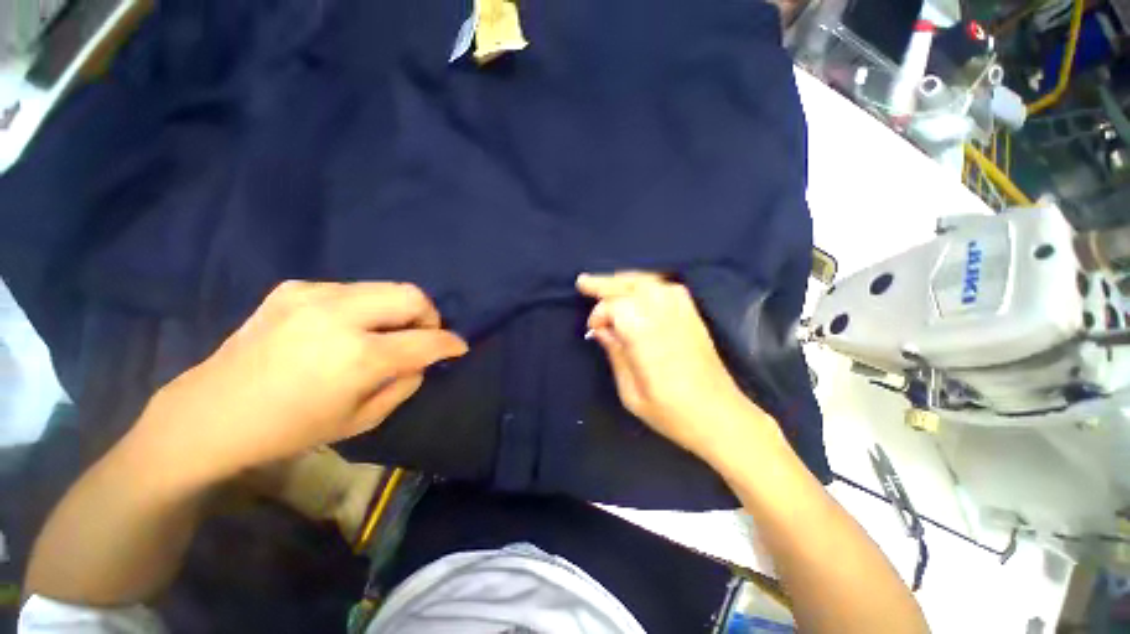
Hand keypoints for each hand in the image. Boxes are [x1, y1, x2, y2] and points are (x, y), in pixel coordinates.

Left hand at [134, 281, 467, 484]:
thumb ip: (404, 384)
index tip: (459, 347)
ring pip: (386, 287)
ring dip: (398, 310)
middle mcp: (340, 316)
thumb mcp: (363, 420)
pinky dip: (366, 307)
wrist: (212, 413)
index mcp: (358, 357)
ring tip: (385, 332)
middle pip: (412, 295)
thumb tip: (422, 360)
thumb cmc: (291, 429)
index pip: (427, 340)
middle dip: (429, 316)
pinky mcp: (295, 288)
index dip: (451, 343)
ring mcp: (314, 295)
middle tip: (422, 336)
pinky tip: (346, 327)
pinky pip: (353, 290)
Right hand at [577, 272, 774, 459]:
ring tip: (608, 284)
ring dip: (626, 280)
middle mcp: (666, 317)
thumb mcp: (632, 394)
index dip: (599, 313)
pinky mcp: (694, 316)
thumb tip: (600, 330)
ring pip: (650, 282)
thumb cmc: (672, 413)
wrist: (721, 416)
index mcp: (647, 338)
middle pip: (632, 286)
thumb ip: (616, 355)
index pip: (617, 306)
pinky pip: (668, 288)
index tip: (593, 330)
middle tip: (584, 282)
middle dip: (605, 283)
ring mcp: (683, 314)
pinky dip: (649, 284)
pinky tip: (639, 291)